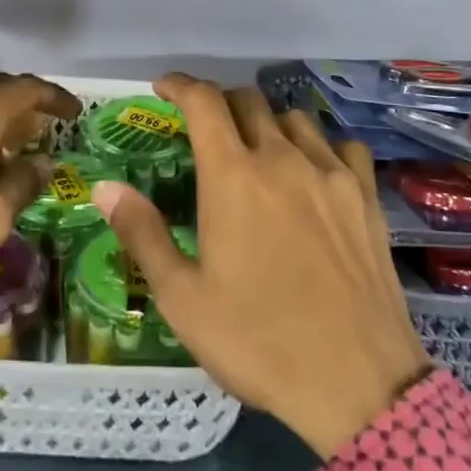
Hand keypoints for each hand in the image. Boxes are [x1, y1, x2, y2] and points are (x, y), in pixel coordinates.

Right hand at [95, 74, 431, 458]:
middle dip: (219, 102)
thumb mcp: (182, 298)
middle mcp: (283, 160)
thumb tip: (104, 187)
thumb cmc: (258, 341)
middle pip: (249, 102)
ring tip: (255, 148)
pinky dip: (318, 146)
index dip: (180, 85)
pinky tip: (312, 171)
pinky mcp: (366, 199)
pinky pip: (341, 147)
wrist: (359, 386)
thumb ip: (142, 232)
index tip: (163, 87)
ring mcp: (331, 176)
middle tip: (203, 127)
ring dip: (266, 122)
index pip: (204, 102)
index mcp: (233, 177)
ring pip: (295, 119)